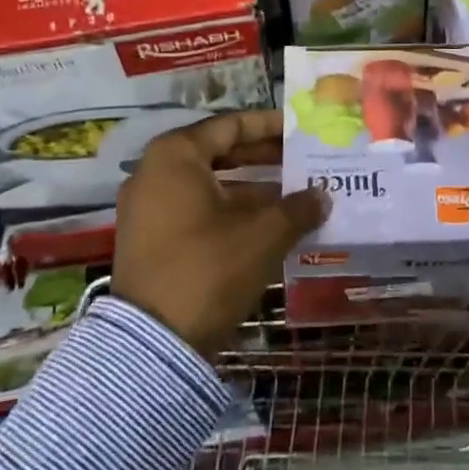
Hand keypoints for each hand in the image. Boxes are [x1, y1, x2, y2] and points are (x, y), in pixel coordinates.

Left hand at [112, 109, 327, 356]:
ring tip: (294, 195)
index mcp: (176, 156)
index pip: (230, 125)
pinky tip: (267, 226)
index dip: (269, 125)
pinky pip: (196, 210)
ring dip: (251, 189)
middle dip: (262, 157)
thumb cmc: (209, 268)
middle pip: (218, 152)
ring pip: (209, 185)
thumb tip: (322, 196)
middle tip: (301, 159)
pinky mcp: (149, 239)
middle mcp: (154, 172)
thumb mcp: (263, 235)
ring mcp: (147, 208)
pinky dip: (229, 211)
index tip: (300, 128)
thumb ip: (297, 208)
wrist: (153, 344)